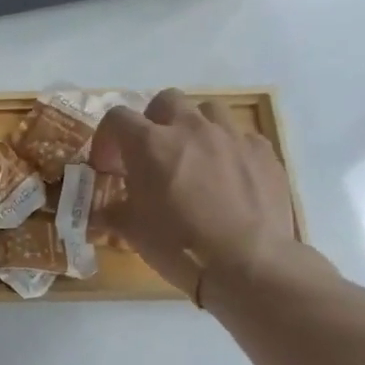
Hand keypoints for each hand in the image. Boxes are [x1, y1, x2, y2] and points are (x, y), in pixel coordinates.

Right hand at [89, 90, 302, 301]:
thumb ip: (113, 212)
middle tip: (151, 154)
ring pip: (208, 110)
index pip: (117, 117)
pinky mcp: (263, 152)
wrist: (247, 263)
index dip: (107, 138)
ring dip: (194, 128)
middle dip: (153, 121)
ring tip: (193, 158)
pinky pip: (241, 137)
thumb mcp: (131, 231)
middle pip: (166, 101)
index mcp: (149, 144)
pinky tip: (227, 177)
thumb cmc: (178, 245)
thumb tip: (102, 211)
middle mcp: (190, 129)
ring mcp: (231, 136)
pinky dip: (228, 150)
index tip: (108, 166)